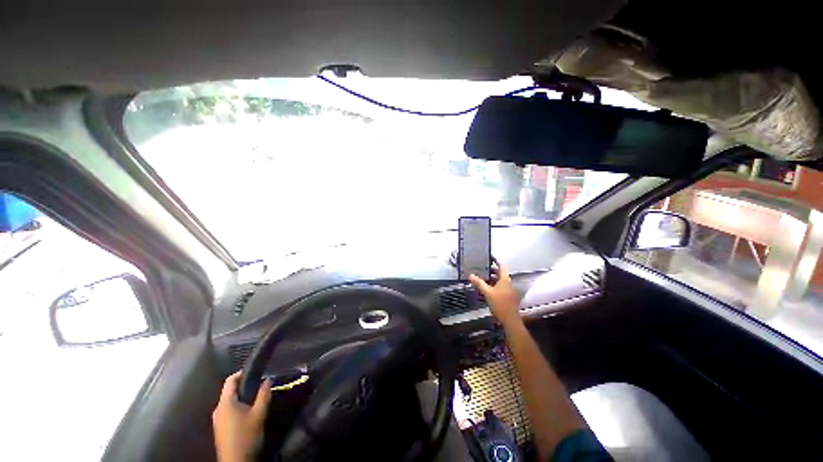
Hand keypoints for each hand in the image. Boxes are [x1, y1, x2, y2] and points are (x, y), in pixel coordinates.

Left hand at [212, 371, 271, 461]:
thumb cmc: (247, 436)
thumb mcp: (259, 414)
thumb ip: (264, 395)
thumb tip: (268, 379)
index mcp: (225, 403)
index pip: (230, 380)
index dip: (242, 373)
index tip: (256, 371)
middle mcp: (218, 409)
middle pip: (230, 391)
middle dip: (245, 386)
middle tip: (260, 385)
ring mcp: (217, 420)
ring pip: (230, 402)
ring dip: (243, 397)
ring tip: (257, 398)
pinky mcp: (220, 428)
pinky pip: (229, 411)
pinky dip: (239, 407)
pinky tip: (249, 412)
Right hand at [469, 260, 520, 327]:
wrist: (510, 320)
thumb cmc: (500, 304)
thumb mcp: (487, 293)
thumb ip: (479, 283)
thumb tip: (470, 275)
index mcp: (505, 279)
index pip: (502, 265)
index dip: (496, 259)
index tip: (489, 255)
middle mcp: (508, 282)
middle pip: (500, 272)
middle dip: (491, 268)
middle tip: (481, 265)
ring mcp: (507, 289)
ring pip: (499, 279)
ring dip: (491, 276)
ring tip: (480, 274)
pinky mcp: (506, 295)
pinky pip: (499, 285)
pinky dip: (492, 283)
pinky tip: (484, 285)